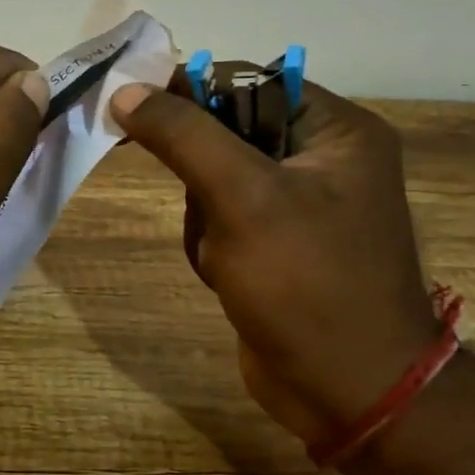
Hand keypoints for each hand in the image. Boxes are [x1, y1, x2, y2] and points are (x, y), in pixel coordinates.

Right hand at [108, 78, 436, 444]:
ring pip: (213, 180)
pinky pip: (221, 219)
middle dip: (202, 178)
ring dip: (204, 218)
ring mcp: (299, 204)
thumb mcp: (242, 197)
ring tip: (227, 258)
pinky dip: (211, 244)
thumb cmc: (306, 284)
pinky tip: (229, 277)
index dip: (190, 92)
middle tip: (209, 211)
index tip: (135, 111)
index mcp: (336, 130)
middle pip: (224, 132)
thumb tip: (125, 91)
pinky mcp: (278, 243)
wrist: (348, 394)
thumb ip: (183, 135)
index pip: (247, 80)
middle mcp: (323, 157)